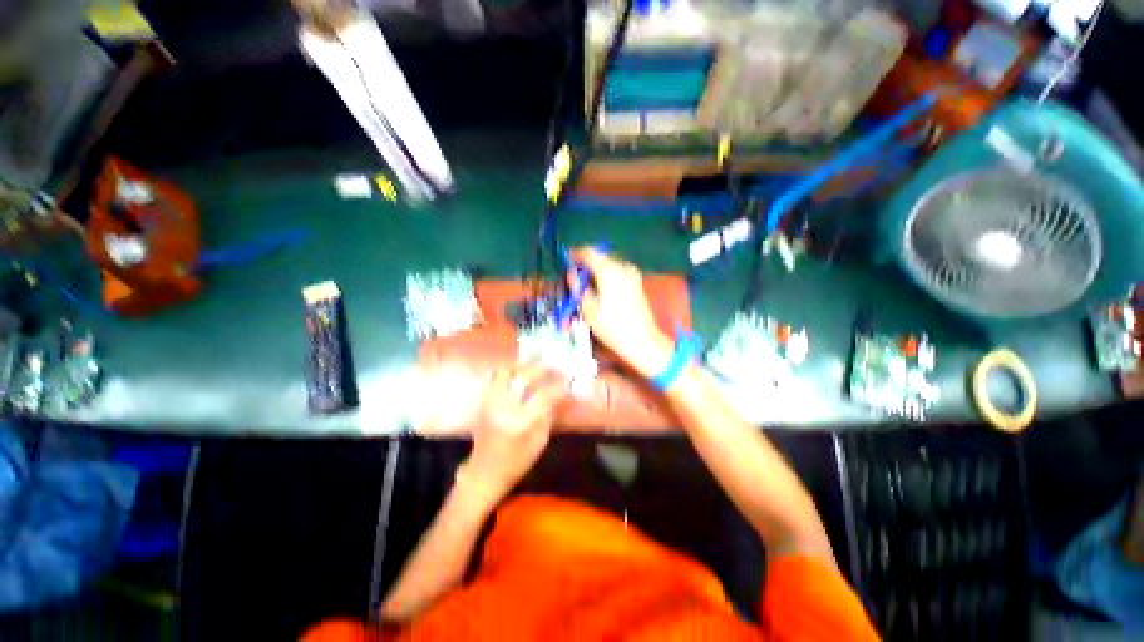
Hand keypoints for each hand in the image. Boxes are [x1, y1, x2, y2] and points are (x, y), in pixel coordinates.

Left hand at [461, 362, 567, 501]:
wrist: (483, 473)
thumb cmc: (516, 463)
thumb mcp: (539, 442)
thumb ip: (548, 415)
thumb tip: (559, 395)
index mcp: (521, 421)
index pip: (544, 395)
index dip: (559, 386)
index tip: (568, 382)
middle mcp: (504, 406)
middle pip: (524, 376)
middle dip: (542, 369)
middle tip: (554, 368)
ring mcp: (490, 401)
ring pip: (505, 370)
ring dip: (522, 365)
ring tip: (534, 365)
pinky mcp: (483, 401)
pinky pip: (492, 376)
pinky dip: (506, 370)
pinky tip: (516, 372)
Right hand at [569, 247, 673, 378]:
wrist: (641, 339)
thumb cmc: (611, 326)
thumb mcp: (588, 308)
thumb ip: (578, 286)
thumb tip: (572, 273)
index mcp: (608, 271)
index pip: (588, 252)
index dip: (575, 254)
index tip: (566, 261)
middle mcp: (622, 267)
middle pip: (600, 256)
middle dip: (586, 263)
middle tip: (575, 275)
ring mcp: (632, 274)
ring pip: (609, 263)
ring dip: (597, 269)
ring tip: (586, 284)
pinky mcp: (637, 282)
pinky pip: (617, 271)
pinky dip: (607, 275)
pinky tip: (601, 289)